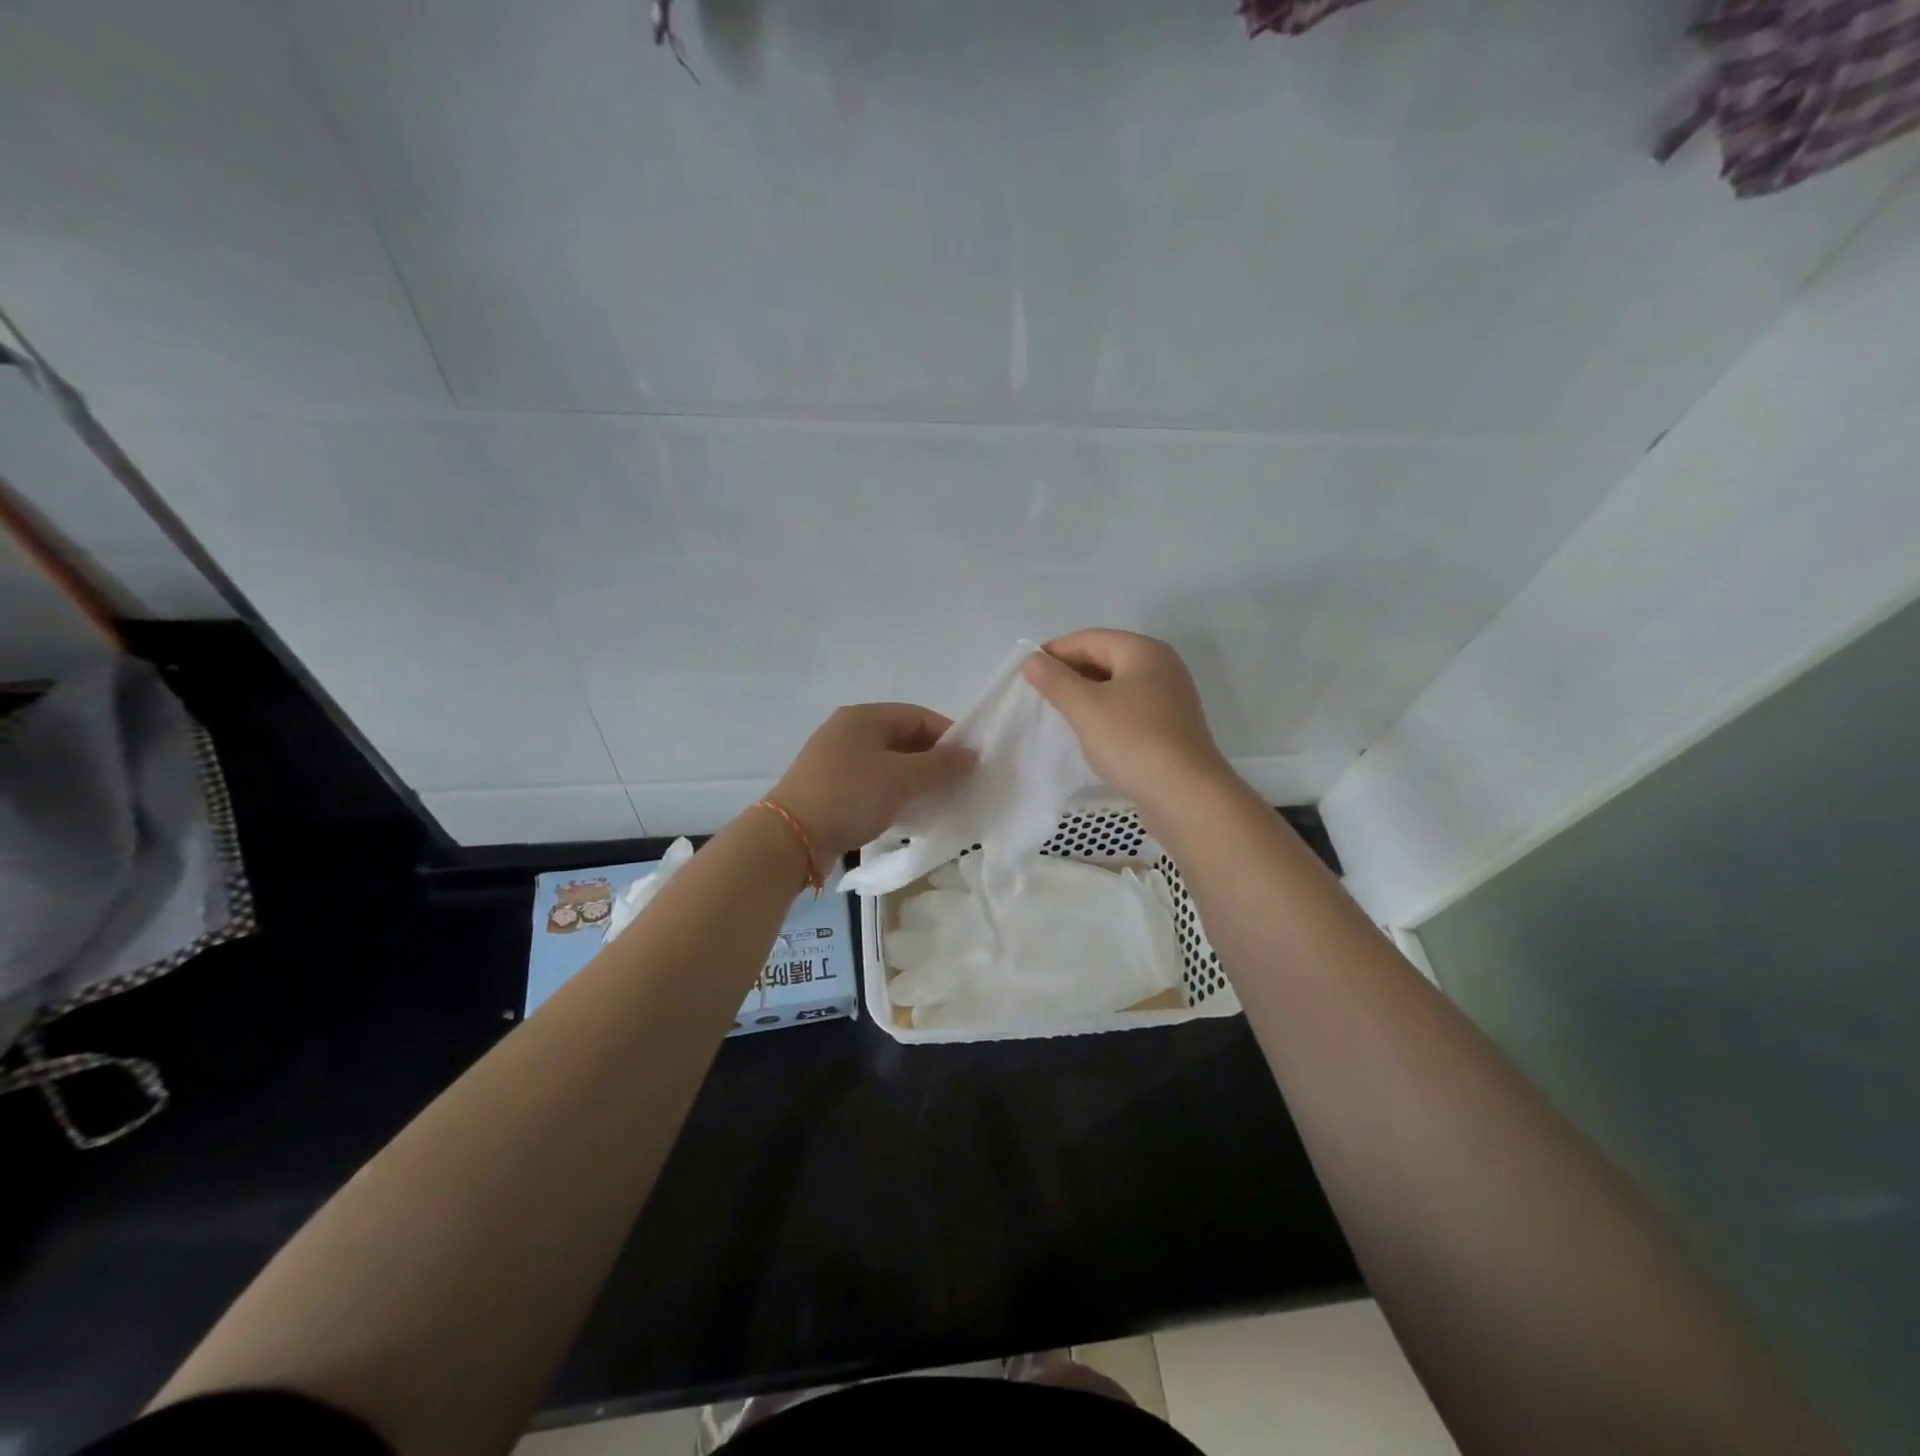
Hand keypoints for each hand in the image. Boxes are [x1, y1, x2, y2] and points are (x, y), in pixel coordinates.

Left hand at [769, 703, 973, 861]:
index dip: (949, 735)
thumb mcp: (902, 779)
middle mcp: (848, 732)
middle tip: (959, 785)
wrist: (791, 837)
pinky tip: (910, 815)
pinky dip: (894, 794)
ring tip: (939, 801)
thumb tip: (972, 755)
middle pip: (903, 739)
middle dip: (934, 761)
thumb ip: (941, 766)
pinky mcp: (831, 788)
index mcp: (863, 717)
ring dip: (915, 781)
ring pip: (889, 764)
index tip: (971, 762)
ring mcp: (836, 760)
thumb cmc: (850, 796)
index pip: (918, 716)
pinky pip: (873, 784)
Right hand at [1022, 630, 1231, 812]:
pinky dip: (1105, 713)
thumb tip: (1032, 659)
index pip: (1090, 639)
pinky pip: (1129, 709)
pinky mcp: (1171, 727)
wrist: (1186, 795)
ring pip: (1118, 686)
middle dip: (1071, 673)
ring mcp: (1170, 698)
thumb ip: (1055, 680)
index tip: (1027, 672)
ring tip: (1059, 713)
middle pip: (1106, 658)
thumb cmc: (1132, 741)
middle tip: (1039, 694)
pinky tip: (1089, 732)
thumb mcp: (1085, 707)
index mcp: (1143, 651)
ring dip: (1087, 695)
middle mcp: (1162, 667)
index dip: (1055, 651)